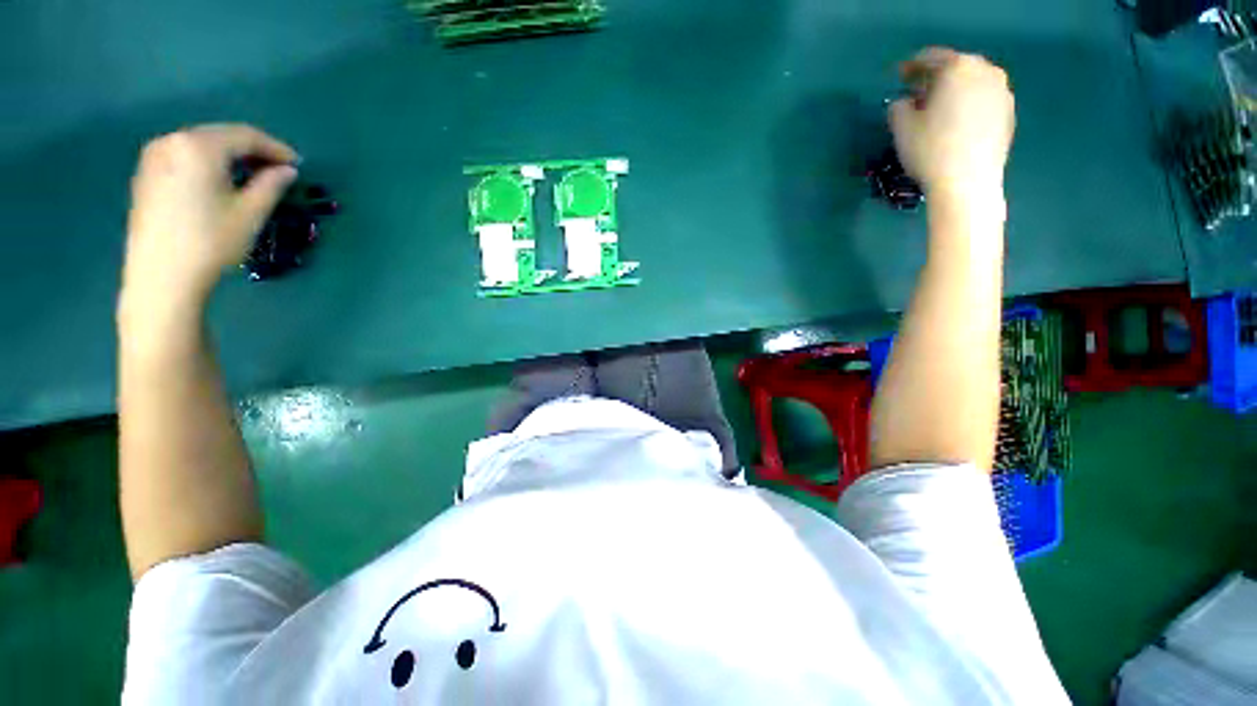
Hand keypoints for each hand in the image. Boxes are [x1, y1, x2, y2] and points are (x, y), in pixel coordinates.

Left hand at [122, 124, 298, 314]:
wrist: (161, 275)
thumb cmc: (211, 242)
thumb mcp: (250, 213)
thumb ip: (271, 185)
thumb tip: (288, 171)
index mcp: (199, 146)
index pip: (245, 136)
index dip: (276, 148)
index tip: (298, 164)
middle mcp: (173, 141)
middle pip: (220, 136)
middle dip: (251, 151)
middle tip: (277, 170)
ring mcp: (154, 157)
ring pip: (201, 146)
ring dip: (229, 157)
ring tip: (251, 177)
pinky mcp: (146, 174)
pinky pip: (184, 157)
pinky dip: (207, 164)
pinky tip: (220, 182)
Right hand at [889, 48, 1014, 199]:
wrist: (968, 182)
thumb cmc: (931, 150)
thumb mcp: (901, 128)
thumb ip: (899, 106)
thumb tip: (905, 102)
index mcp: (957, 68)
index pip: (929, 58)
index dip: (911, 68)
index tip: (899, 78)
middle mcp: (985, 71)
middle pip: (955, 68)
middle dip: (935, 79)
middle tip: (918, 96)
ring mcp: (1001, 92)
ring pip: (971, 84)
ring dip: (953, 93)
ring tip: (938, 112)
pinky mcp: (1008, 114)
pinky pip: (983, 101)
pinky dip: (968, 106)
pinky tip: (956, 126)